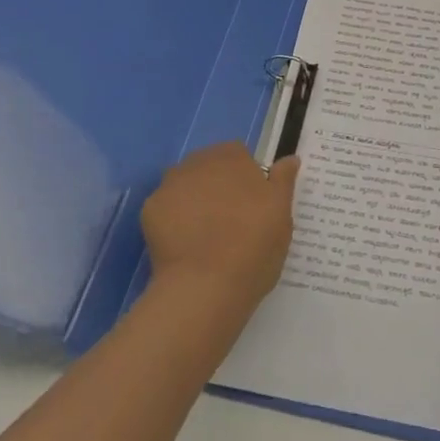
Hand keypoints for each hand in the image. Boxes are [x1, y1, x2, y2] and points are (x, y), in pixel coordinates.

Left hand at [141, 142, 298, 320]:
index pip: (239, 155)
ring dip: (194, 200)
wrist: (206, 285)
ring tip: (204, 235)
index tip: (252, 205)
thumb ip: (283, 180)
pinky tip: (183, 244)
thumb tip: (290, 158)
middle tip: (229, 221)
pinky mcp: (149, 209)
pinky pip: (165, 209)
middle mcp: (199, 161)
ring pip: (185, 186)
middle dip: (217, 186)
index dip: (245, 178)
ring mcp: (170, 184)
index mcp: (233, 157)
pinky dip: (173, 221)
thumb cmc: (254, 246)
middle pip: (209, 167)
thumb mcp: (282, 214)